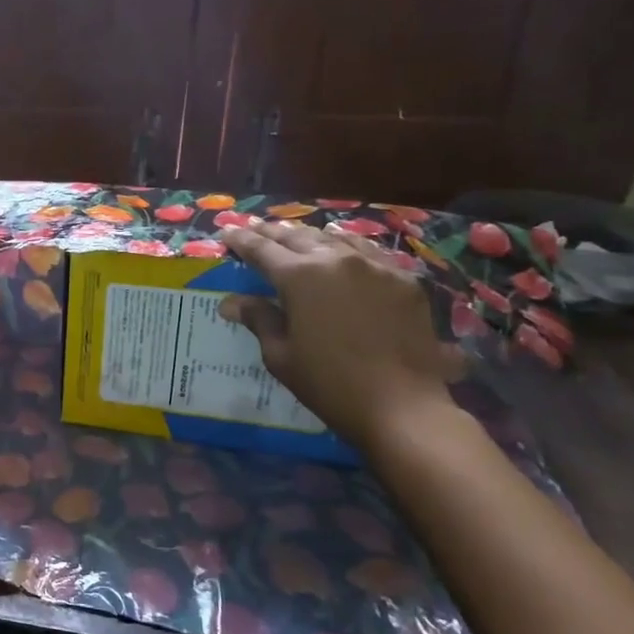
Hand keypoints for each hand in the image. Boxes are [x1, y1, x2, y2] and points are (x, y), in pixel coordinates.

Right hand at [219, 219, 464, 451]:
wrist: (402, 406)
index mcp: (299, 277)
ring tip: (296, 233)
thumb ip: (259, 319)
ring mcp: (376, 267)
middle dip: (273, 232)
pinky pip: (370, 253)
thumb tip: (231, 302)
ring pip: (336, 239)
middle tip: (256, 227)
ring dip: (310, 235)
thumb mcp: (281, 355)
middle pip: (298, 237)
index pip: (262, 250)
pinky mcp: (404, 281)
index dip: (242, 241)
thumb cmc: (329, 384)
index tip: (228, 231)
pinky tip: (345, 250)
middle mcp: (337, 260)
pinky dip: (348, 247)